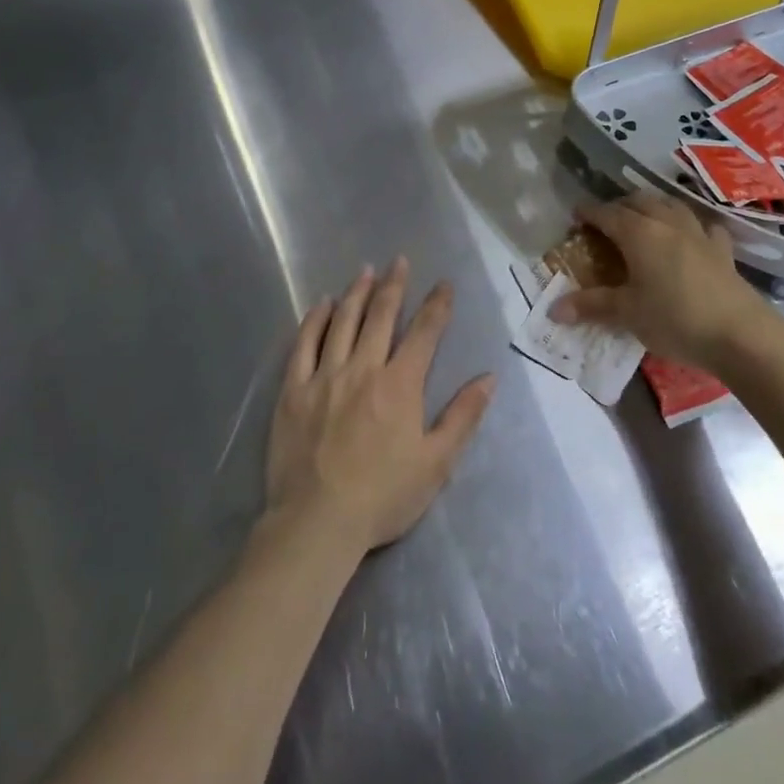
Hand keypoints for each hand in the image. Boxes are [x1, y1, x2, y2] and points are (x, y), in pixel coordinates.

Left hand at [264, 259, 494, 558]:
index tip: (444, 284)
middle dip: (394, 285)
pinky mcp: (294, 390)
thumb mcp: (436, 463)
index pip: (424, 333)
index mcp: (400, 384)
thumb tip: (489, 378)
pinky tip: (322, 305)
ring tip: (365, 271)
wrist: (317, 522)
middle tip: (399, 261)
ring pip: (343, 322)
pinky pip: (304, 344)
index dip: (437, 305)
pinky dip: (315, 320)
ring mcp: (325, 376)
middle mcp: (363, 368)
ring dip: (357, 293)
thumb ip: (463, 417)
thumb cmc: (383, 496)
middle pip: (381, 316)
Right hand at [550, 193, 783, 375]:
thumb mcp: (627, 313)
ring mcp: (698, 234)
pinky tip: (690, 236)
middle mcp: (667, 224)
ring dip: (653, 207)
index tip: (575, 215)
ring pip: (671, 206)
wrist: (740, 334)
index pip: (607, 214)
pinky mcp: (722, 251)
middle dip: (619, 206)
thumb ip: (591, 306)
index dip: (589, 212)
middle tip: (606, 221)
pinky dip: (690, 226)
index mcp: (639, 233)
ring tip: (643, 219)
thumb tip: (553, 310)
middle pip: (639, 202)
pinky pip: (703, 227)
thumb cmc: (674, 319)